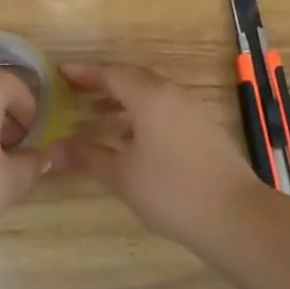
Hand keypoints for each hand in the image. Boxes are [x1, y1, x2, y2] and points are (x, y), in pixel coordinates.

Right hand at [51, 61, 261, 245]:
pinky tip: (132, 138)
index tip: (60, 73)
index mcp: (149, 97)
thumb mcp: (122, 175)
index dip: (84, 73)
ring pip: (151, 93)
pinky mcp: (204, 127)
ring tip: (96, 115)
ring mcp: (192, 110)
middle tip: (75, 91)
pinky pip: (166, 108)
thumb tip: (53, 149)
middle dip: (102, 83)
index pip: (110, 74)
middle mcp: (172, 94)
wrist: (236, 216)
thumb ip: (87, 157)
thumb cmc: (172, 191)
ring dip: (123, 99)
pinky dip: (143, 113)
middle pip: (132, 78)